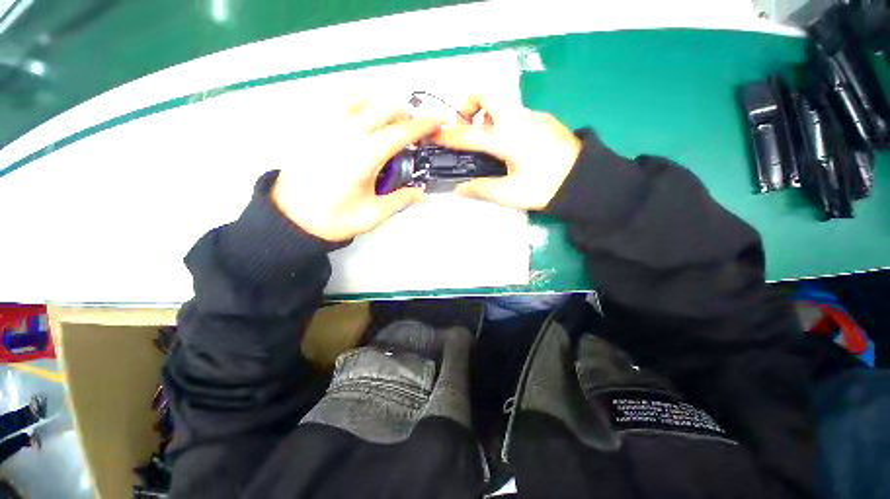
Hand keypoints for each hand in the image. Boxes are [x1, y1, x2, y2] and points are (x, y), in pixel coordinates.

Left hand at [272, 98, 441, 241]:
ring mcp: (327, 125)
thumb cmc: (334, 218)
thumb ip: (402, 200)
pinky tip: (364, 106)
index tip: (437, 122)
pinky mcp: (314, 125)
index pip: (401, 132)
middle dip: (406, 115)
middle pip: (384, 108)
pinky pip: (337, 98)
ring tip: (391, 120)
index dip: (423, 125)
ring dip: (383, 104)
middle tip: (413, 132)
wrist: (292, 218)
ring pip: (362, 96)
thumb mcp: (373, 214)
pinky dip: (357, 95)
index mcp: (364, 157)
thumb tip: (423, 195)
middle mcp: (346, 134)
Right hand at [432, 95, 581, 210]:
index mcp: (507, 138)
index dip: (449, 136)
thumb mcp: (510, 194)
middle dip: (470, 106)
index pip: (469, 135)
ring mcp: (533, 117)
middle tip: (467, 129)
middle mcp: (518, 119)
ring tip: (488, 145)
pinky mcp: (543, 120)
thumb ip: (481, 189)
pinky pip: (515, 115)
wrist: (586, 181)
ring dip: (487, 119)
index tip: (434, 134)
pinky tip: (510, 148)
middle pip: (487, 94)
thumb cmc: (546, 188)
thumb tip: (458, 190)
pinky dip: (503, 125)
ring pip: (502, 106)